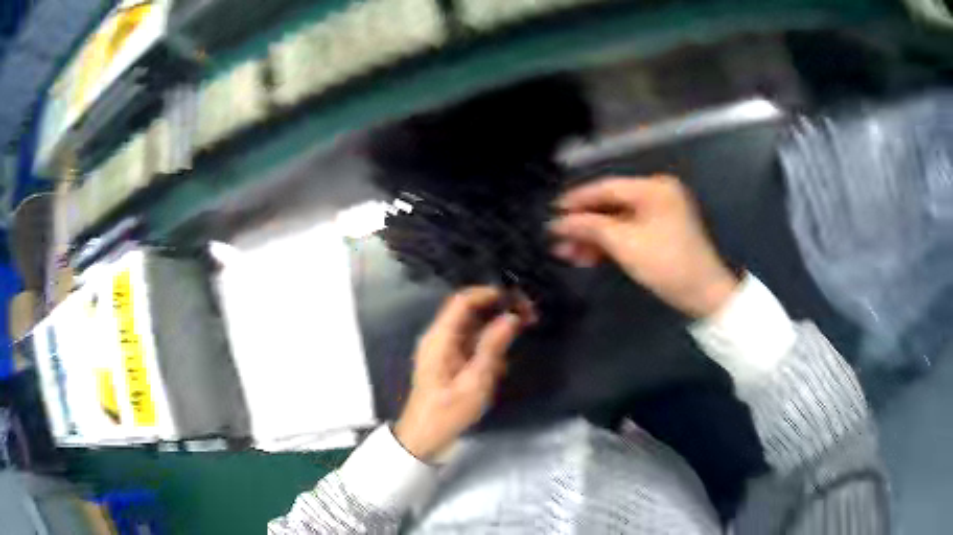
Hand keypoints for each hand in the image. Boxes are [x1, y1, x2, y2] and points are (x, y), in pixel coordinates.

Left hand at [394, 287, 533, 459]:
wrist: (424, 437)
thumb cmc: (448, 412)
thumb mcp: (475, 382)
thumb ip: (492, 347)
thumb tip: (511, 317)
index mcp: (439, 338)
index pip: (462, 300)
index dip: (488, 293)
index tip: (517, 297)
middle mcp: (438, 336)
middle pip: (468, 310)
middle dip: (497, 309)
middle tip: (526, 316)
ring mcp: (441, 348)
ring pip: (471, 326)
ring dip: (494, 328)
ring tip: (520, 334)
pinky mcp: (447, 359)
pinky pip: (469, 342)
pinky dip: (487, 344)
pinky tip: (501, 360)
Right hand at [550, 175, 738, 317]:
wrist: (704, 294)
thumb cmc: (667, 264)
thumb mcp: (625, 244)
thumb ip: (589, 227)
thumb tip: (557, 222)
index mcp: (654, 188)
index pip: (607, 187)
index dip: (577, 200)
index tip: (551, 210)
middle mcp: (658, 193)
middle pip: (611, 205)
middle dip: (584, 224)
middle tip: (557, 238)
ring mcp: (660, 213)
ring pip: (618, 221)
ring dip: (593, 237)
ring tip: (566, 253)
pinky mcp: (661, 232)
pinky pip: (629, 231)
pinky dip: (610, 243)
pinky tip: (588, 256)